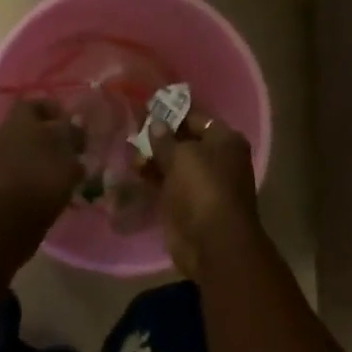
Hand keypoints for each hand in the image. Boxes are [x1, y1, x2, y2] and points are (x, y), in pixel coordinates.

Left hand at [0, 100, 84, 220]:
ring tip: (59, 173)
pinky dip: (27, 176)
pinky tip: (45, 190)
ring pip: (19, 151)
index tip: (69, 124)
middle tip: (67, 150)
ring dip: (36, 158)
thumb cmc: (43, 177)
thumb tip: (76, 122)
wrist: (8, 219)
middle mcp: (1, 134)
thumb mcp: (68, 154)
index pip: (33, 103)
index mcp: (19, 120)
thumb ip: (73, 135)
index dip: (52, 110)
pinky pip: (13, 172)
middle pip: (25, 129)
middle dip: (46, 137)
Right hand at [143, 108, 262, 277]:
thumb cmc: (202, 189)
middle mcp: (217, 159)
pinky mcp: (187, 203)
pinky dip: (152, 177)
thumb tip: (156, 123)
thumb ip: (164, 139)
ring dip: (152, 158)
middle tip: (129, 129)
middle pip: (183, 141)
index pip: (195, 118)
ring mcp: (202, 183)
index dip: (170, 113)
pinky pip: (167, 183)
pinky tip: (133, 170)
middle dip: (158, 136)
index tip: (144, 109)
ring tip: (127, 151)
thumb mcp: (182, 156)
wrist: (212, 243)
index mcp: (224, 140)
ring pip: (173, 163)